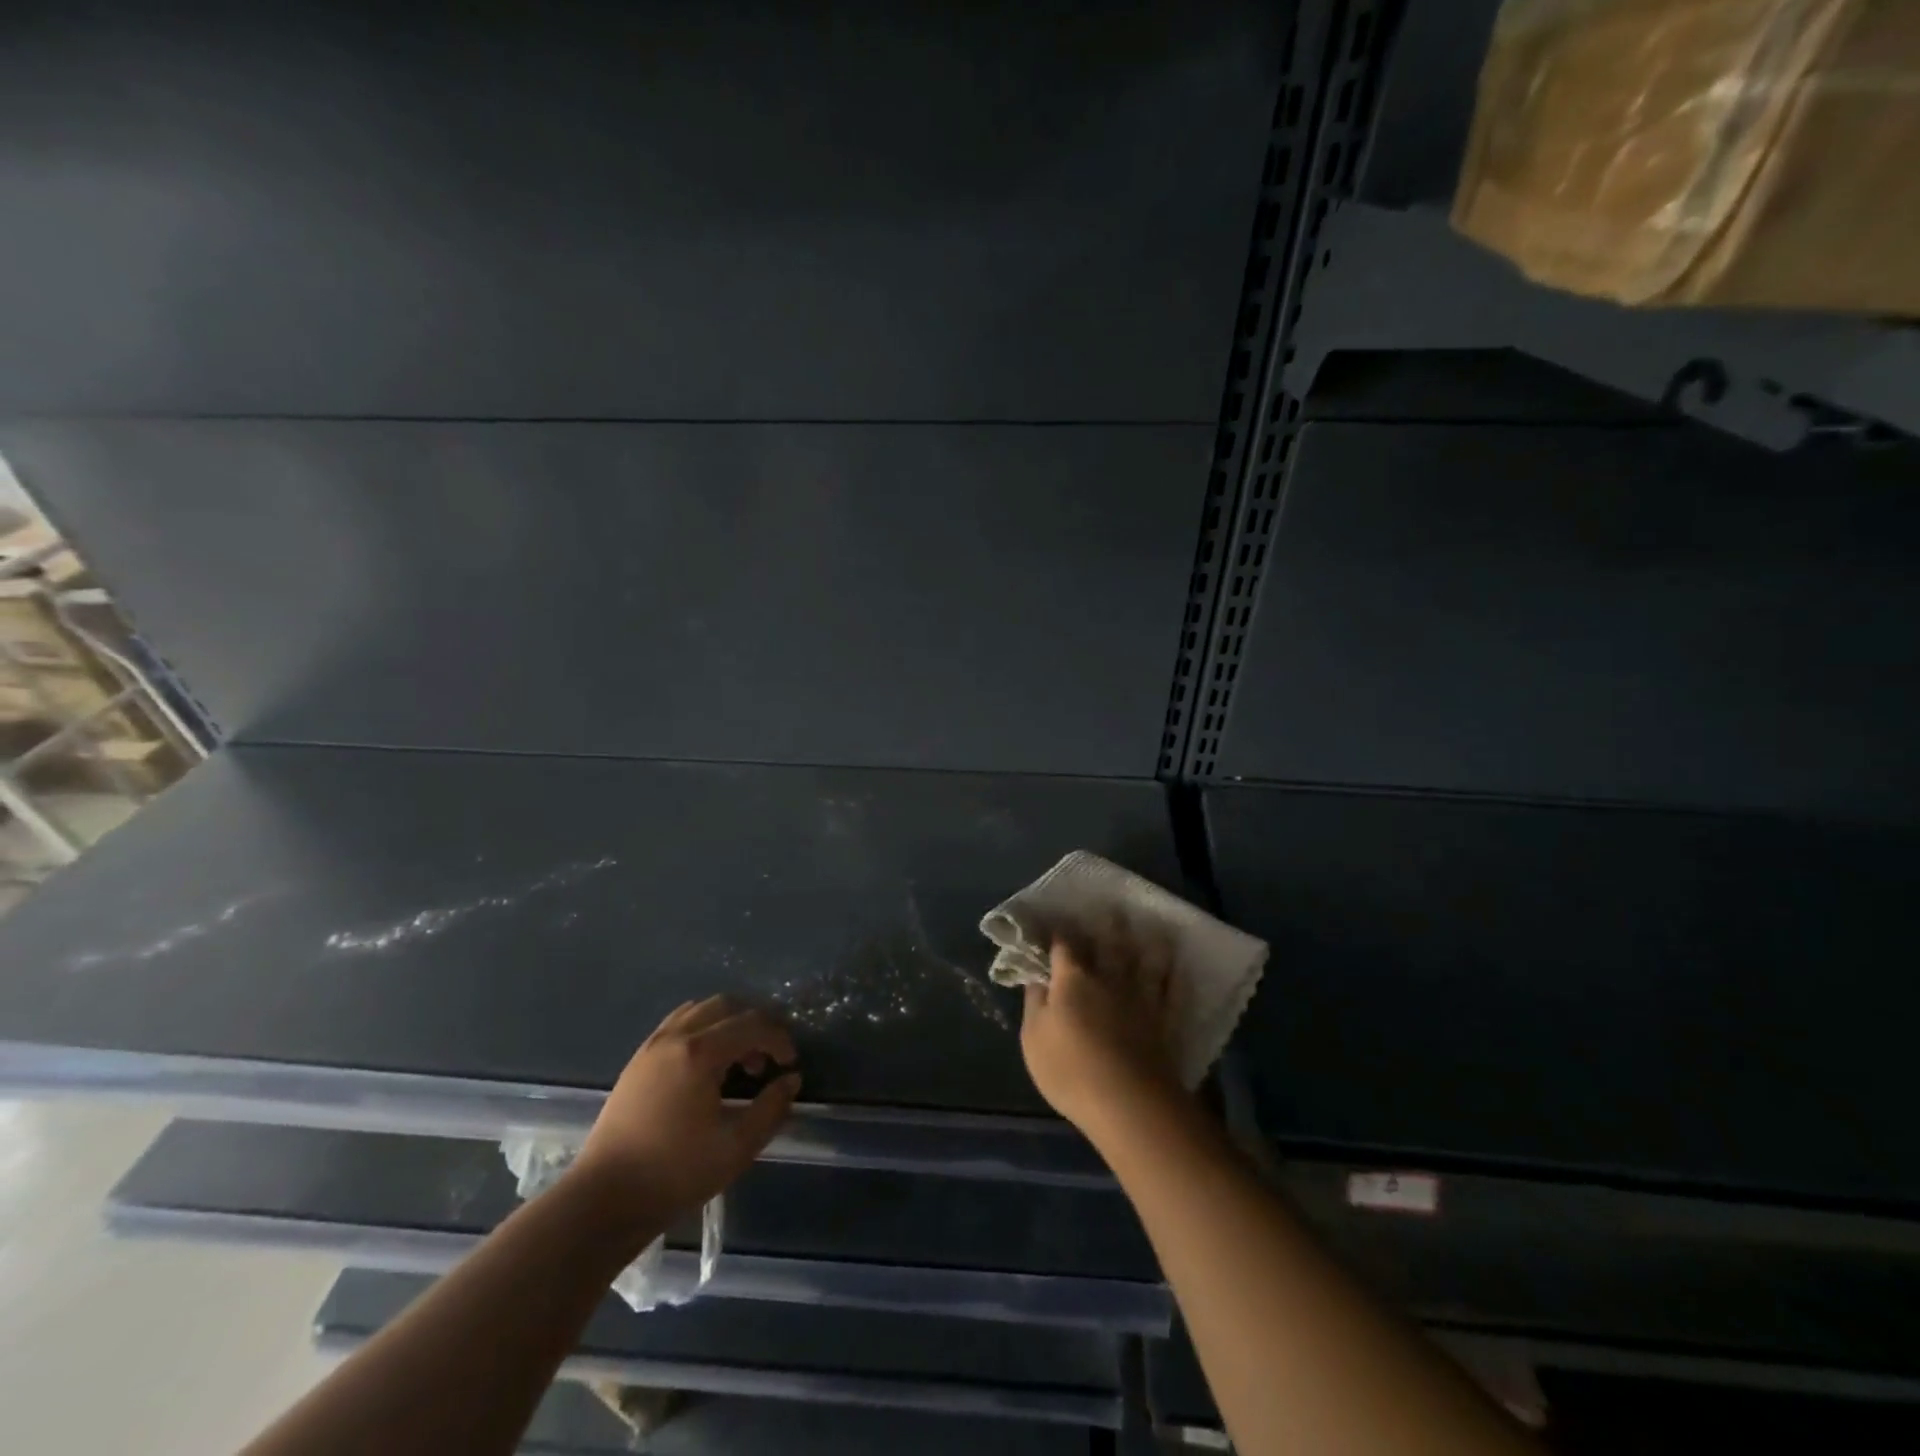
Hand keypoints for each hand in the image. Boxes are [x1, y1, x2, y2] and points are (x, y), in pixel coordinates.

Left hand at [571, 996, 800, 1221]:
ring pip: (701, 1010)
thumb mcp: (737, 1147)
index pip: (752, 1025)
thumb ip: (771, 1108)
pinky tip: (707, 1063)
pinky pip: (679, 1023)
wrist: (604, 1199)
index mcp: (700, 1053)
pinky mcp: (638, 1059)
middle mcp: (676, 1037)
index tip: (791, 1064)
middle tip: (769, 1056)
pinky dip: (703, 1029)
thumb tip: (790, 1080)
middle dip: (756, 1024)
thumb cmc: (675, 1173)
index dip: (779, 1040)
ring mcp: (653, 1045)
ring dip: (728, 1023)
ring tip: (739, 1060)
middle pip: (727, 1005)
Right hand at [1020, 925, 1187, 1142]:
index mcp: (1072, 979)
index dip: (1058, 932)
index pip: (1063, 946)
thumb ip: (1034, 1003)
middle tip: (1108, 905)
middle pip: (1107, 943)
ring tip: (1145, 922)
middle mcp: (1108, 977)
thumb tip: (1036, 976)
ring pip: (1142, 957)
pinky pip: (1170, 985)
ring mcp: (1139, 996)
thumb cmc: (1071, 1070)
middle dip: (1106, 924)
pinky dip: (1171, 968)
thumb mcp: (1034, 1039)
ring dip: (1142, 938)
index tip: (1054, 923)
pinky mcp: (1163, 1017)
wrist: (1129, 1103)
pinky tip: (1174, 958)